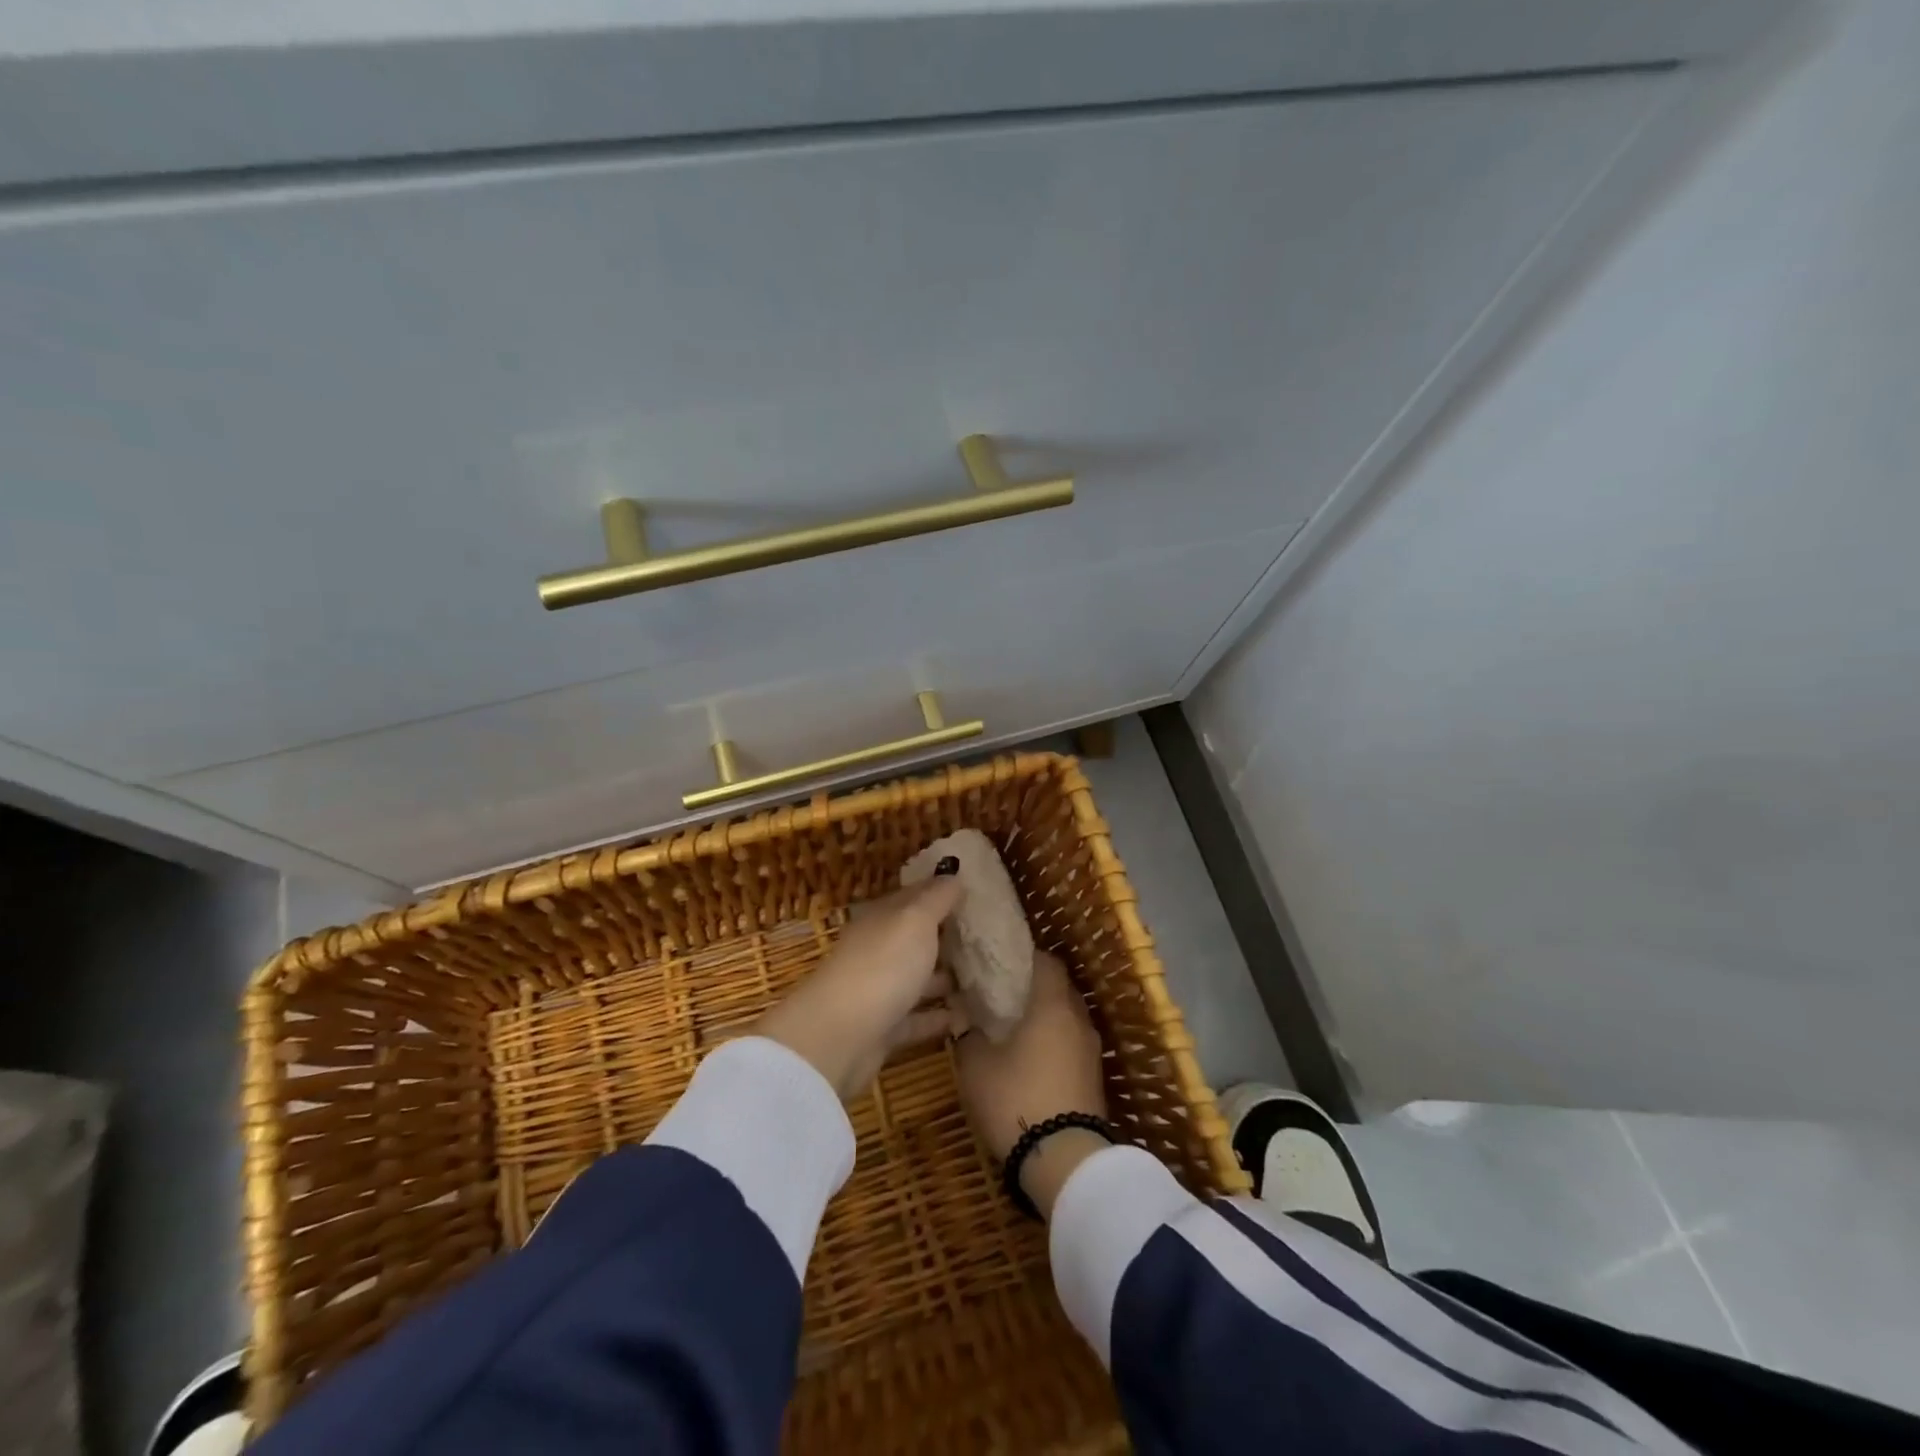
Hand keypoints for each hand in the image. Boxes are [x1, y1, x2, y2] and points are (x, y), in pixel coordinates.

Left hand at [753, 876, 965, 1099]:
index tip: (974, 892)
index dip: (941, 892)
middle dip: (947, 937)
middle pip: (916, 939)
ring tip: (984, 979)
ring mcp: (879, 991)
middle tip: (987, 938)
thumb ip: (936, 898)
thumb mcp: (914, 921)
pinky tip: (966, 1018)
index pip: (914, 897)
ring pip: (917, 979)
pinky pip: (916, 1019)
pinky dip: (938, 1017)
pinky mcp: (883, 1029)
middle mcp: (878, 950)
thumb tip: (953, 875)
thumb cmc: (882, 966)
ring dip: (945, 979)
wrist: (838, 1036)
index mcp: (882, 919)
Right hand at [956, 950, 1109, 1219]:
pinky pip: (1072, 1043)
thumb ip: (969, 1033)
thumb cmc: (1017, 1099)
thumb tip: (964, 1014)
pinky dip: (1054, 1041)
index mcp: (1052, 1004)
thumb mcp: (977, 1066)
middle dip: (1033, 986)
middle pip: (1059, 987)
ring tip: (1013, 1025)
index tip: (1000, 961)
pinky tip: (1031, 1057)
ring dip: (1045, 1016)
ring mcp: (1091, 1049)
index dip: (1024, 956)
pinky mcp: (1094, 1077)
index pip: (1046, 961)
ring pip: (1067, 1017)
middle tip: (1002, 992)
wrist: (1066, 1162)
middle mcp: (1078, 1018)